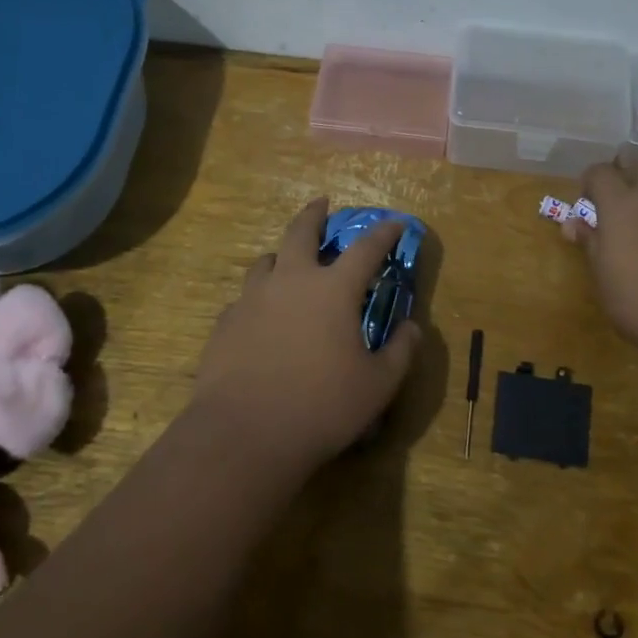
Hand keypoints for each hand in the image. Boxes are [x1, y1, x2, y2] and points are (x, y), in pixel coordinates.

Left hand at [190, 198, 420, 474]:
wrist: (244, 433)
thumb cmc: (322, 407)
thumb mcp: (378, 386)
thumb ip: (400, 352)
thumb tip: (412, 327)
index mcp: (333, 290)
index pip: (366, 248)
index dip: (383, 233)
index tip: (394, 223)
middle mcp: (291, 281)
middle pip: (301, 232)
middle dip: (314, 214)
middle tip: (321, 203)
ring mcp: (252, 299)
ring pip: (266, 261)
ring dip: (281, 255)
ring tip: (287, 262)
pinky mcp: (225, 323)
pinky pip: (245, 298)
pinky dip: (259, 297)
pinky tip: (260, 316)